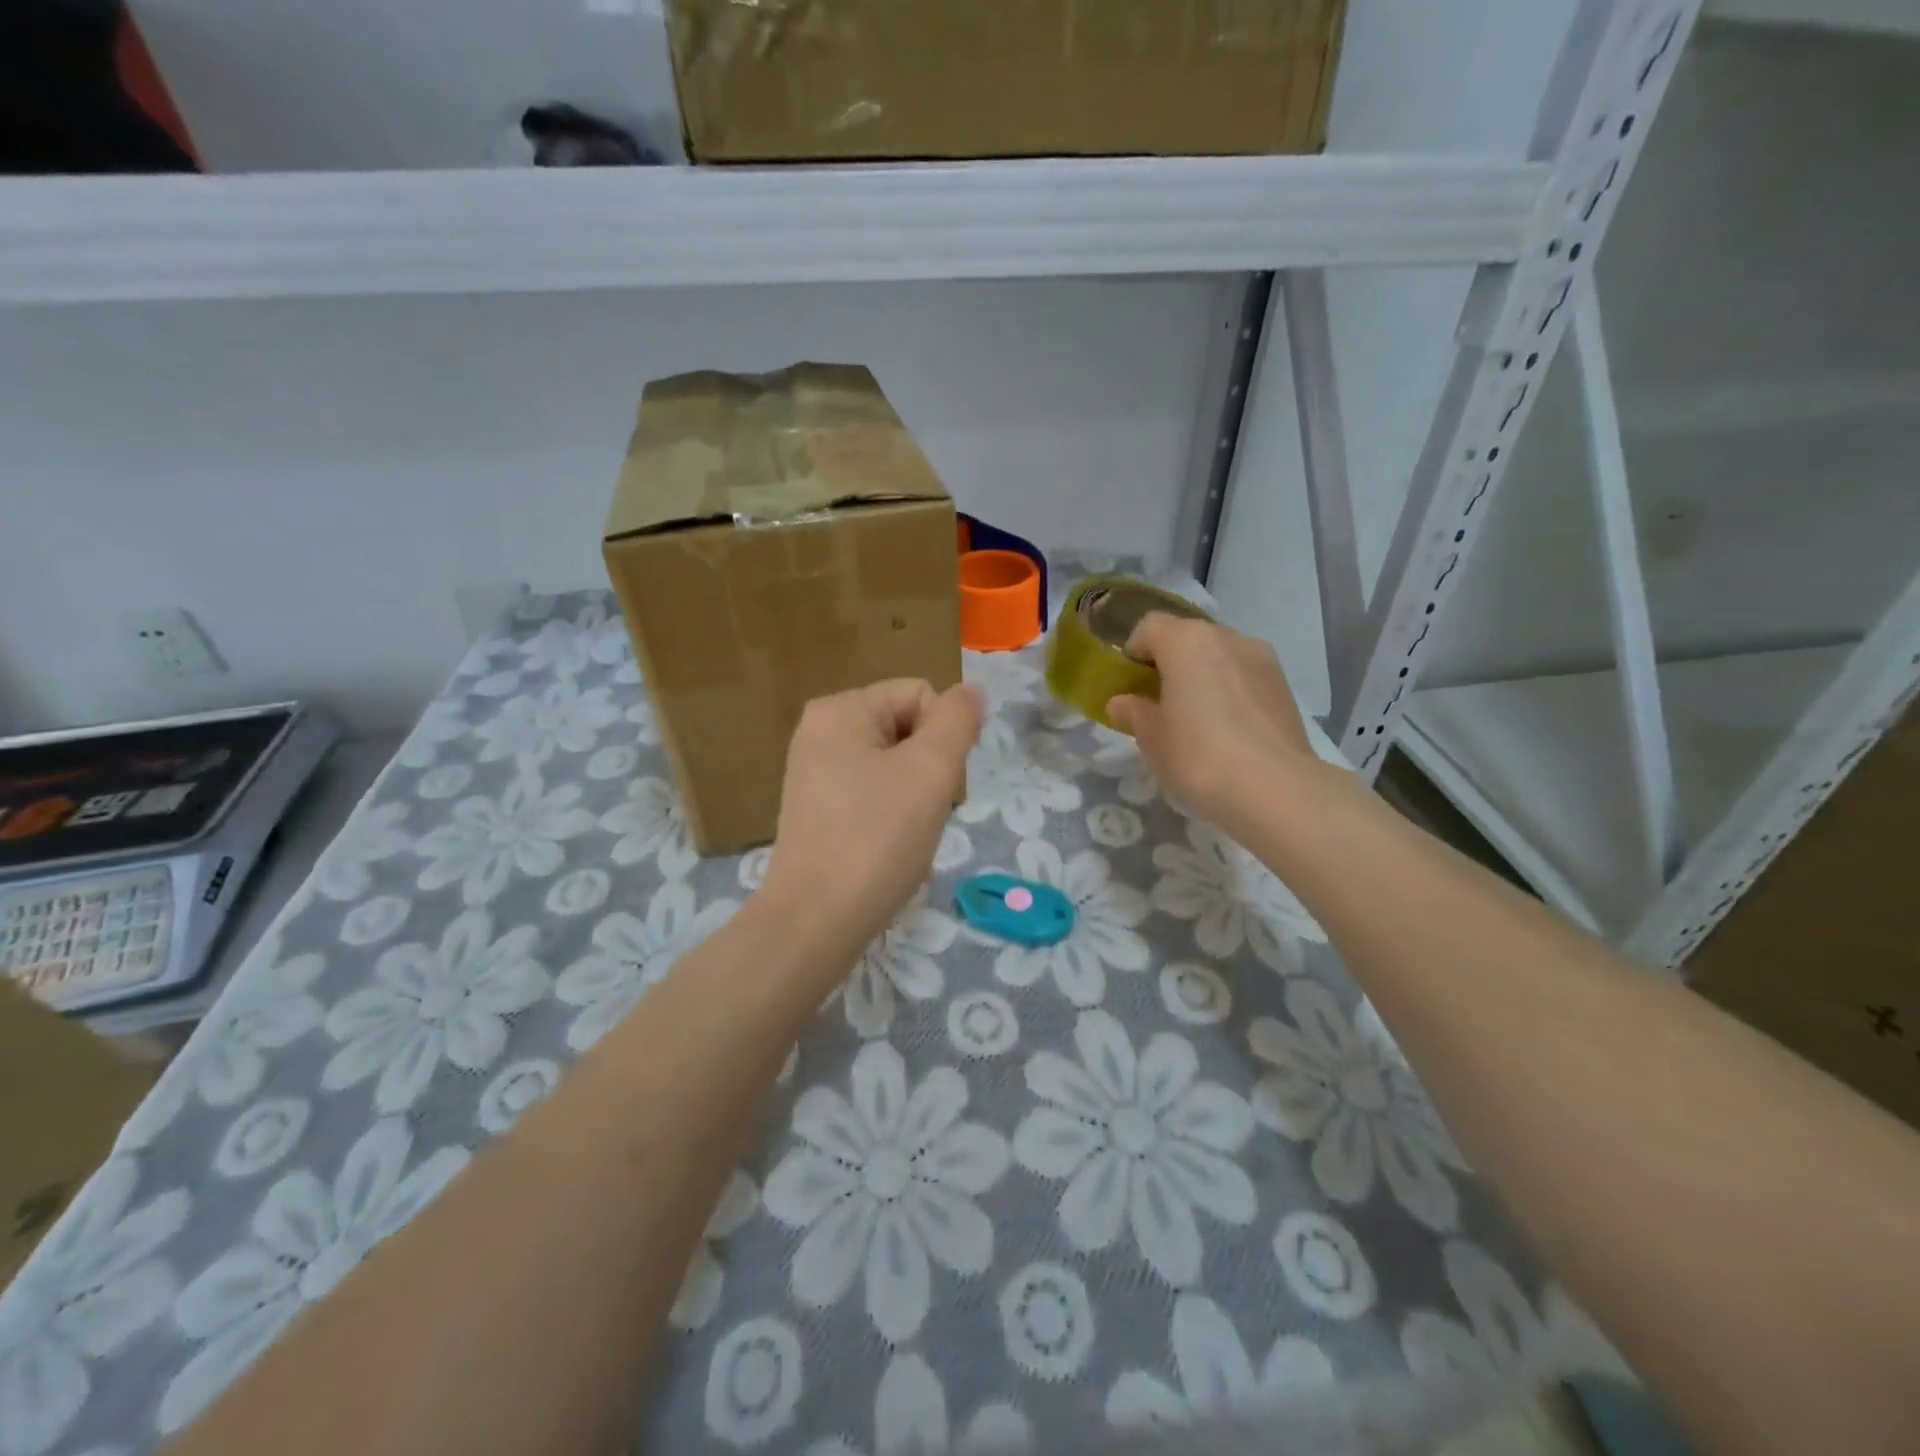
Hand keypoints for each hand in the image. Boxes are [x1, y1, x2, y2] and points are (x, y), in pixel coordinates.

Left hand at [762, 679, 983, 961]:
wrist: (816, 921)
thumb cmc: (877, 838)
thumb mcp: (931, 770)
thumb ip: (958, 720)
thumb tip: (970, 692)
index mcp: (840, 709)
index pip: (921, 695)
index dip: (944, 736)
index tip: (936, 783)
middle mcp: (820, 732)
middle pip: (908, 729)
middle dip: (928, 768)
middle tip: (920, 812)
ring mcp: (815, 772)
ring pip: (896, 766)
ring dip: (915, 796)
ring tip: (904, 833)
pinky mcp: (817, 810)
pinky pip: (873, 794)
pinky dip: (891, 816)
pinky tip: (886, 847)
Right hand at [1108, 614, 1319, 833]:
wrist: (1275, 790)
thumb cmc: (1198, 757)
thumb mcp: (1152, 739)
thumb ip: (1134, 713)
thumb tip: (1122, 702)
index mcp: (1186, 641)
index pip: (1149, 627)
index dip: (1133, 652)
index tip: (1129, 686)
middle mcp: (1226, 637)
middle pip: (1187, 637)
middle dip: (1169, 664)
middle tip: (1159, 704)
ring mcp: (1262, 659)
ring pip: (1219, 656)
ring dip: (1202, 676)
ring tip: (1196, 719)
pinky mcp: (1284, 685)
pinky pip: (1244, 676)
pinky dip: (1229, 691)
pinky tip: (1227, 730)